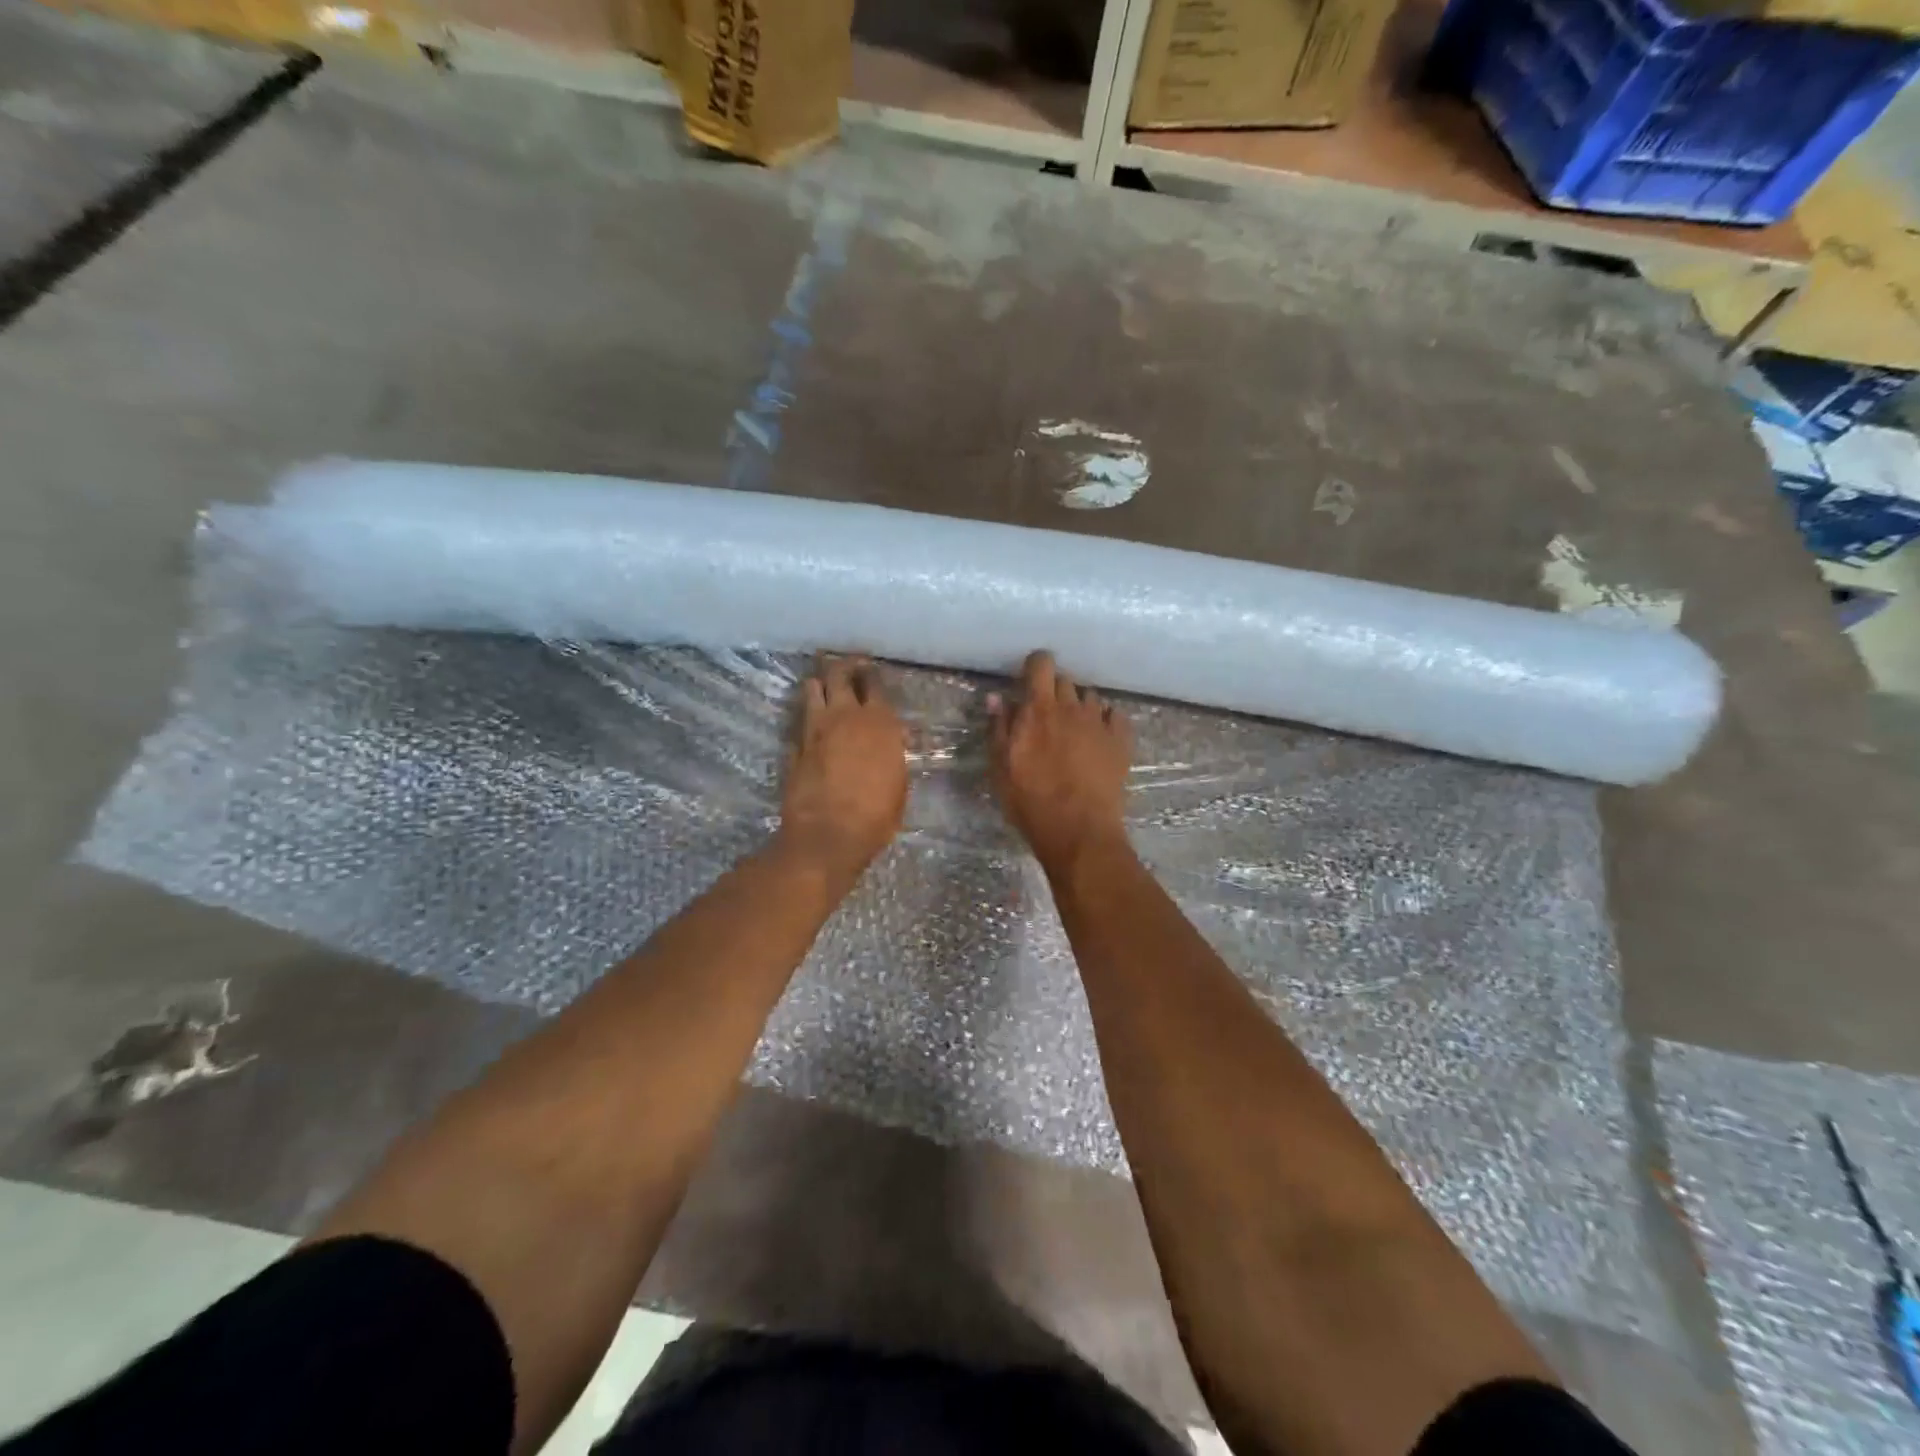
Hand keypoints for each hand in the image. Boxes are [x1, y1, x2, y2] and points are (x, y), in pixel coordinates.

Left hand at [778, 655, 908, 883]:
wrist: (827, 836)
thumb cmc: (875, 815)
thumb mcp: (899, 784)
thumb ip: (892, 754)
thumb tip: (890, 741)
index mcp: (878, 722)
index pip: (874, 683)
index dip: (871, 673)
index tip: (870, 668)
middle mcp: (844, 716)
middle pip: (838, 674)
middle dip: (842, 666)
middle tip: (846, 665)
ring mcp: (814, 730)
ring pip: (812, 690)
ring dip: (819, 684)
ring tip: (823, 684)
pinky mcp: (794, 747)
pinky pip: (799, 721)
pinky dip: (806, 717)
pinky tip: (810, 722)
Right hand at [989, 650, 1132, 870]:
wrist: (1079, 831)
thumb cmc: (1031, 801)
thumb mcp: (1001, 768)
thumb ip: (999, 728)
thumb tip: (997, 698)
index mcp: (1039, 710)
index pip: (1041, 664)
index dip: (1035, 666)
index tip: (1029, 681)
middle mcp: (1072, 708)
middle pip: (1064, 681)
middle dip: (1054, 692)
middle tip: (1046, 717)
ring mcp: (1100, 723)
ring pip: (1090, 698)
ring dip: (1079, 707)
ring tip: (1073, 731)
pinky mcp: (1122, 741)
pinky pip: (1115, 716)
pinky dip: (1106, 721)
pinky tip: (1099, 739)